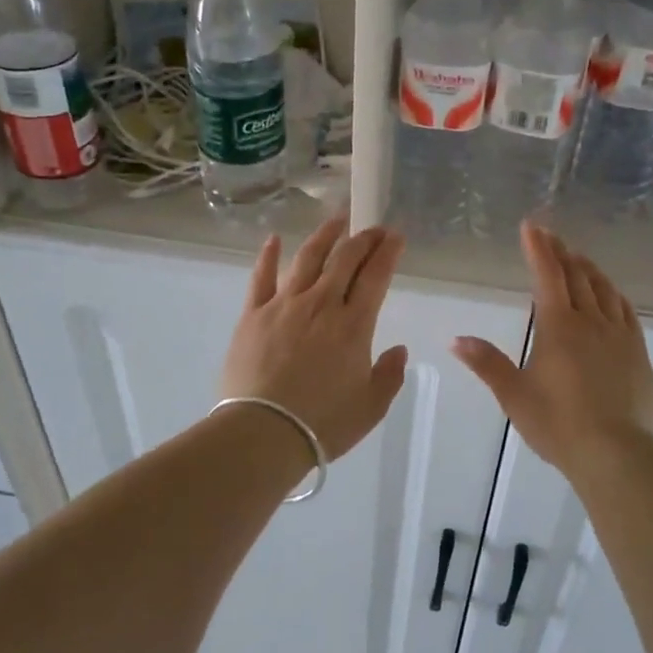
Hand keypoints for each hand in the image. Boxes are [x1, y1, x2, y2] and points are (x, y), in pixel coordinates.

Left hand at [220, 216, 409, 460]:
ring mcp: (284, 305)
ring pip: (307, 258)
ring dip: (325, 236)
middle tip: (373, 228)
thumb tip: (398, 349)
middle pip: (345, 259)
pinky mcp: (253, 314)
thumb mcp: (371, 407)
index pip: (375, 277)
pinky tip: (274, 239)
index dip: (388, 253)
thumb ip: (389, 375)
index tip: (396, 236)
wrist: (263, 432)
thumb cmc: (323, 424)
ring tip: (336, 220)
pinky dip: (269, 255)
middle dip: (363, 239)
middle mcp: (321, 304)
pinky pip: (261, 277)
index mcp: (353, 326)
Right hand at [452, 223, 652, 471]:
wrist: (615, 453)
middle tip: (551, 236)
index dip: (538, 249)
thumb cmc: (557, 423)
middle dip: (561, 253)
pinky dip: (613, 294)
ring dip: (588, 269)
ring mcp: (618, 335)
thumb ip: (487, 363)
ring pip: (603, 289)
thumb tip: (456, 340)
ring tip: (578, 258)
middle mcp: (590, 321)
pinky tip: (611, 294)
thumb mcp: (514, 395)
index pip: (547, 276)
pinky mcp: (638, 352)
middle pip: (576, 276)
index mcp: (558, 327)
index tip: (532, 226)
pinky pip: (625, 311)